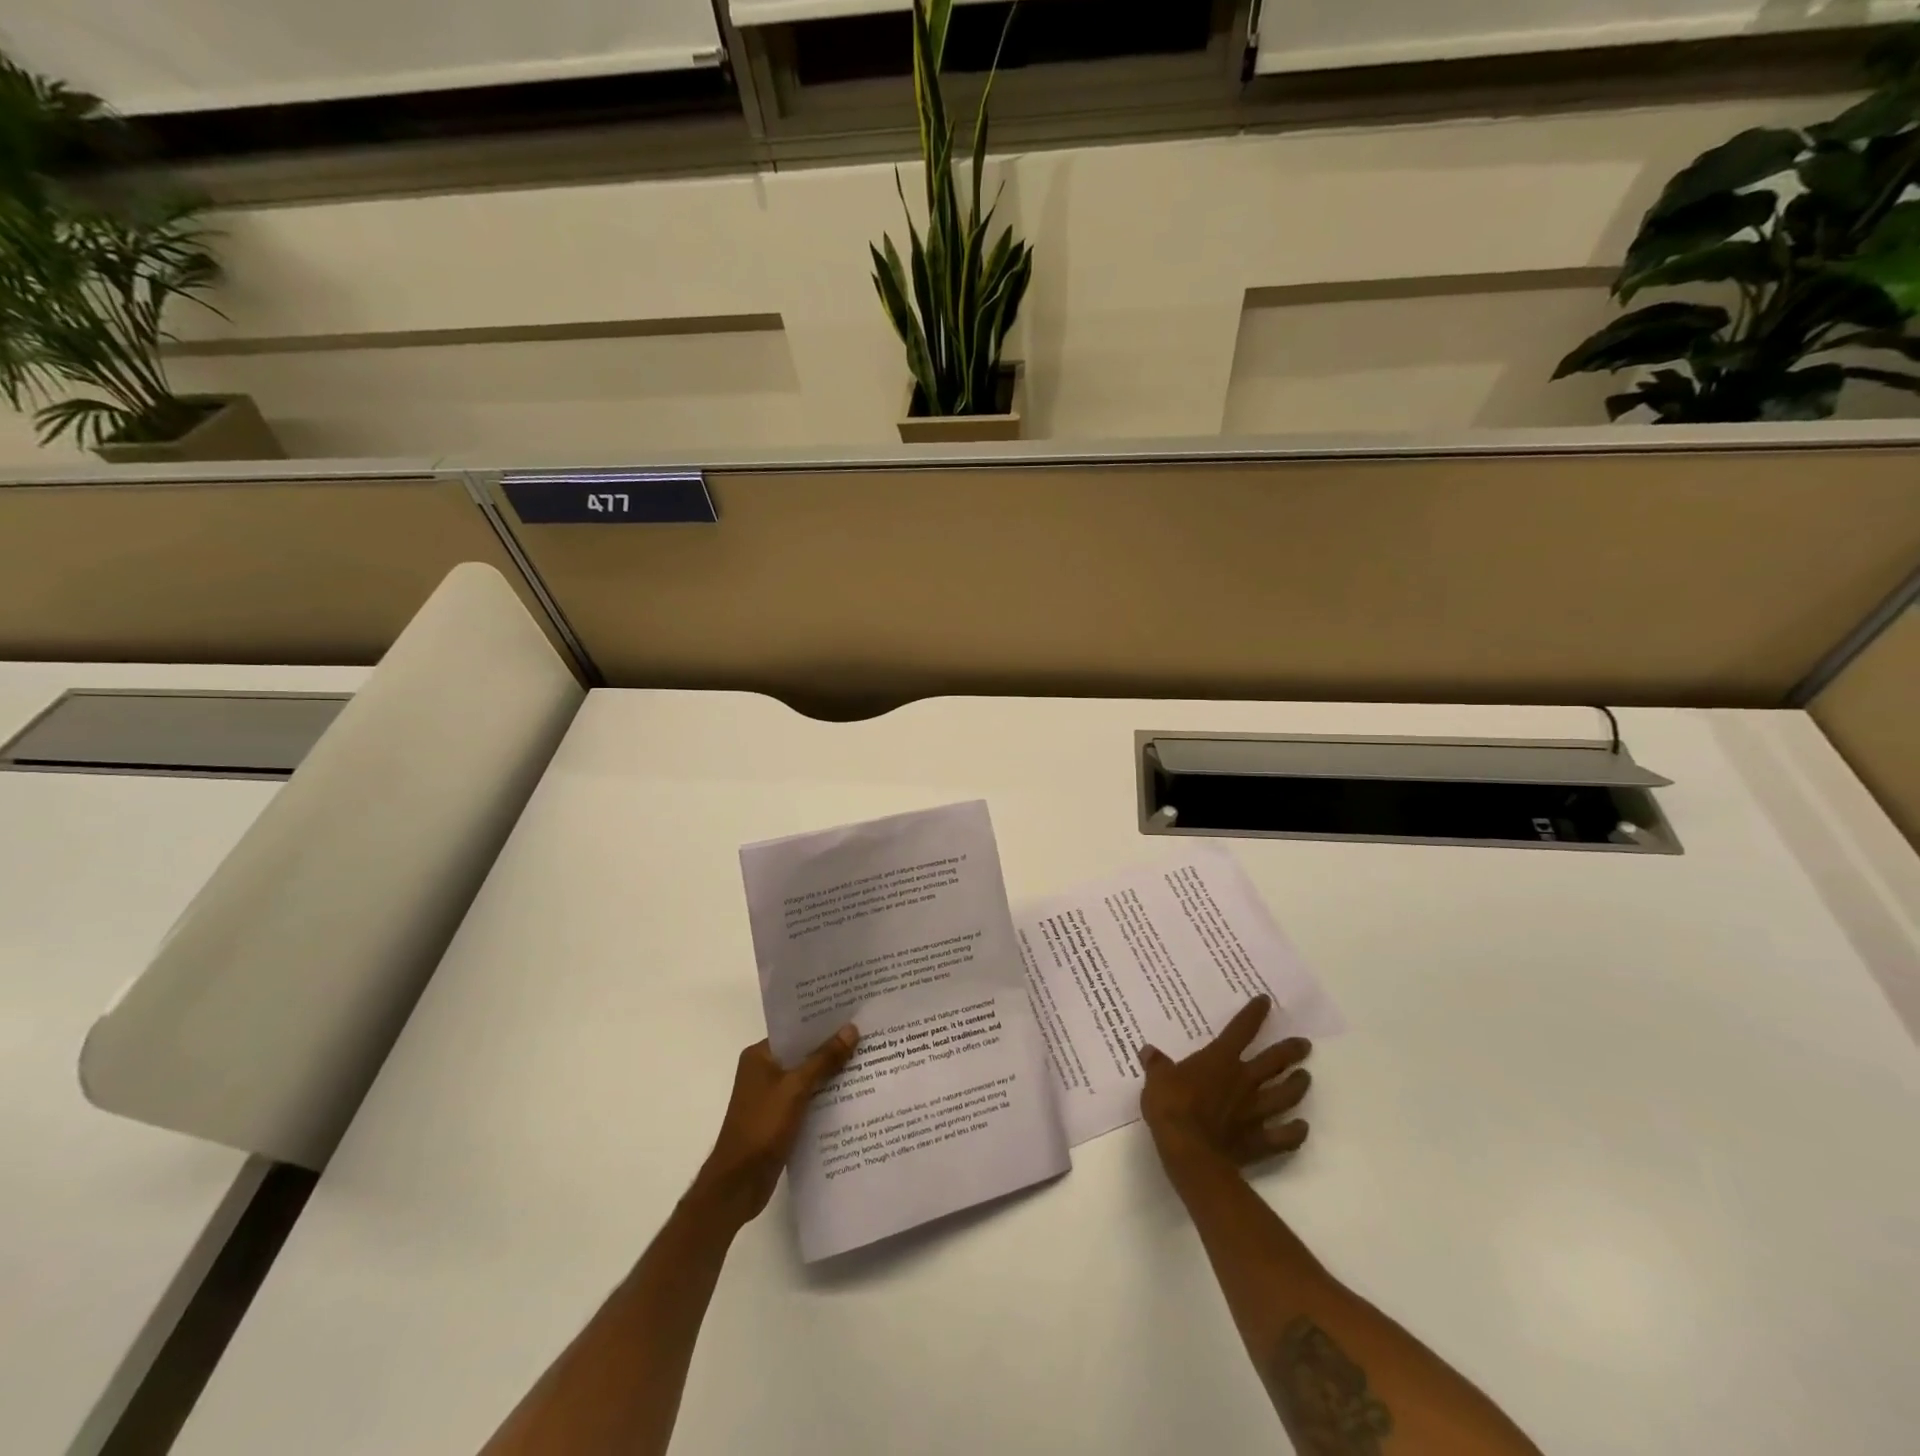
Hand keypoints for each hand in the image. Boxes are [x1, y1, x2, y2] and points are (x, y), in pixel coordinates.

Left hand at [691, 1027, 859, 1227]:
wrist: (738, 1184)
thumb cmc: (762, 1127)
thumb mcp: (796, 1089)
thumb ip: (824, 1059)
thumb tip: (851, 1029)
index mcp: (760, 1056)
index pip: (796, 1030)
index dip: (823, 1022)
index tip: (853, 1014)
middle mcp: (764, 1071)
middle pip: (803, 1053)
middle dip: (832, 1048)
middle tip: (868, 1036)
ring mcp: (772, 1096)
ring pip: (808, 1077)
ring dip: (831, 1074)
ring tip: (868, 1061)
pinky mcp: (780, 1119)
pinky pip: (807, 1099)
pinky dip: (825, 1096)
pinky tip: (852, 1095)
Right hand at [1139, 995, 1311, 1170]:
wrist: (1190, 1152)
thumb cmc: (1172, 1107)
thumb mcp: (1156, 1080)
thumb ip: (1157, 1065)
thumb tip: (1148, 1051)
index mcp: (1220, 1060)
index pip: (1241, 1030)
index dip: (1254, 1014)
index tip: (1266, 1001)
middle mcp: (1244, 1081)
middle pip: (1274, 1061)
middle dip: (1291, 1050)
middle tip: (1304, 1044)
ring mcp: (1256, 1111)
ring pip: (1286, 1095)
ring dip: (1298, 1085)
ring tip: (1305, 1078)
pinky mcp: (1260, 1140)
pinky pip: (1285, 1136)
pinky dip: (1295, 1132)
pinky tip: (1301, 1127)